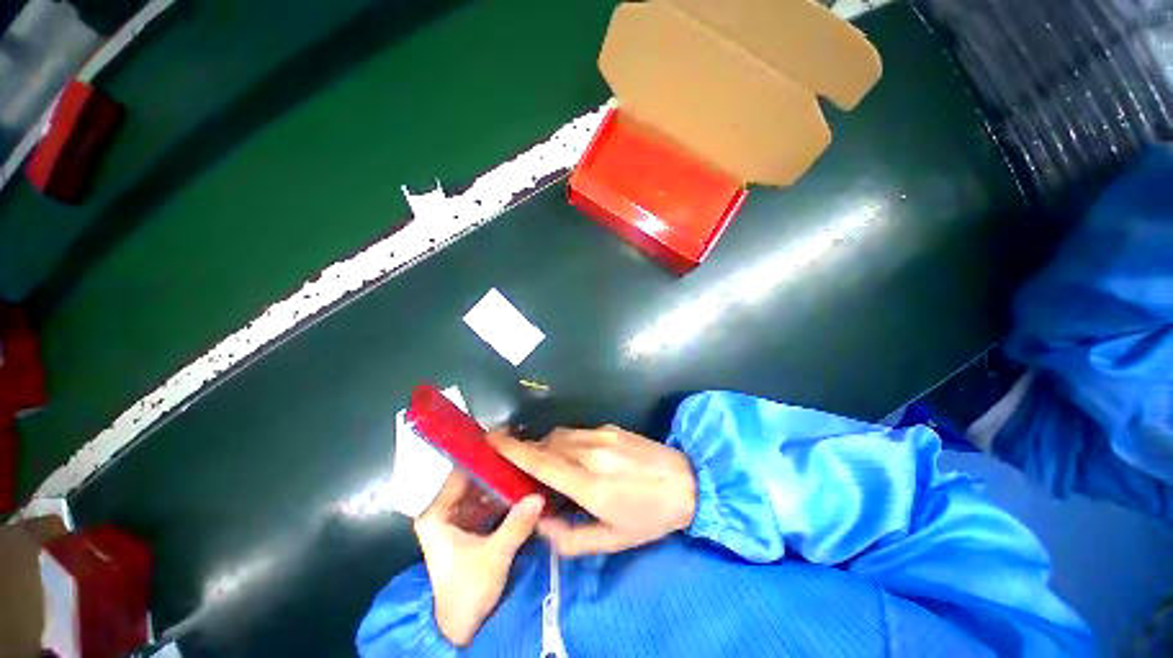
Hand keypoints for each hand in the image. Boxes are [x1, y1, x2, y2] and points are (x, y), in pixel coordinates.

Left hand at [414, 471, 543, 645]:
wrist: (462, 628)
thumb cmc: (468, 590)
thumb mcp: (495, 556)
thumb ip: (516, 524)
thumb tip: (539, 495)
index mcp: (436, 514)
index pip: (460, 473)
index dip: (483, 458)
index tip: (508, 445)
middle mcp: (443, 512)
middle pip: (472, 480)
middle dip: (497, 471)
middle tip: (523, 457)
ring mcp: (456, 519)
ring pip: (480, 491)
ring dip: (501, 484)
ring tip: (525, 469)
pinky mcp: (468, 528)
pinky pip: (486, 503)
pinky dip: (502, 498)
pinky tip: (521, 490)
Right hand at [489, 425, 695, 556]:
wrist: (686, 482)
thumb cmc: (650, 517)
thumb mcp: (612, 540)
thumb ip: (569, 538)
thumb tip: (540, 522)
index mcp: (589, 484)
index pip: (541, 462)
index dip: (513, 450)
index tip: (490, 441)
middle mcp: (591, 453)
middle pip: (547, 445)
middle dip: (528, 452)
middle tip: (520, 466)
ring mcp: (602, 435)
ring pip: (560, 435)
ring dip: (547, 447)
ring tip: (550, 465)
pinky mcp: (611, 428)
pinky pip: (578, 432)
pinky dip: (566, 442)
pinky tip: (577, 457)